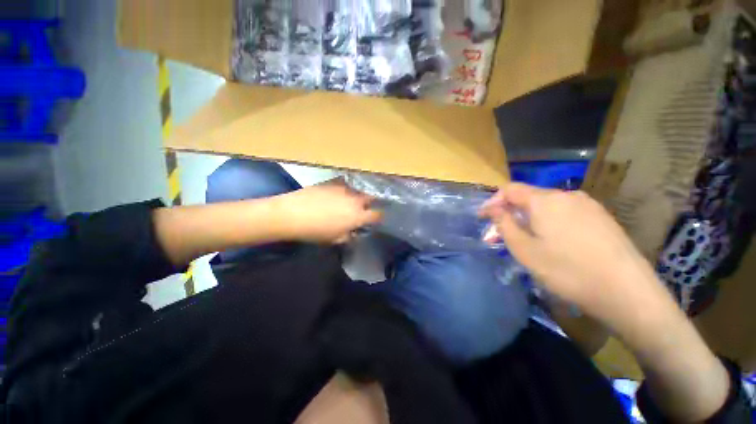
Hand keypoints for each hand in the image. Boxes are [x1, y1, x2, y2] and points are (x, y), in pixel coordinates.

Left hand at [274, 180, 382, 243]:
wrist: (292, 213)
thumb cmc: (315, 231)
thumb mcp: (334, 239)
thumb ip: (348, 236)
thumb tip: (353, 232)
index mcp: (358, 216)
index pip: (377, 214)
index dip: (379, 217)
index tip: (375, 218)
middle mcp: (355, 200)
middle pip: (371, 198)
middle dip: (370, 203)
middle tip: (364, 208)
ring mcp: (344, 189)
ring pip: (357, 190)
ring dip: (357, 196)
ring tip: (349, 200)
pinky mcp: (333, 182)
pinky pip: (344, 184)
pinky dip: (344, 189)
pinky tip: (336, 193)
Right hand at [481, 184, 732, 421]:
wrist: (628, 293)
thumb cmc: (567, 270)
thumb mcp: (524, 250)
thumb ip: (504, 224)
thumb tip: (494, 209)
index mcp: (545, 200)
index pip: (509, 189)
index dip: (492, 201)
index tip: (482, 217)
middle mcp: (566, 196)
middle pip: (528, 197)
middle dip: (510, 212)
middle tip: (501, 234)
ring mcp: (587, 205)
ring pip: (547, 205)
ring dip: (529, 218)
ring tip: (525, 239)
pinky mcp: (601, 217)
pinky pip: (565, 213)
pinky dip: (548, 222)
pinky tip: (552, 241)